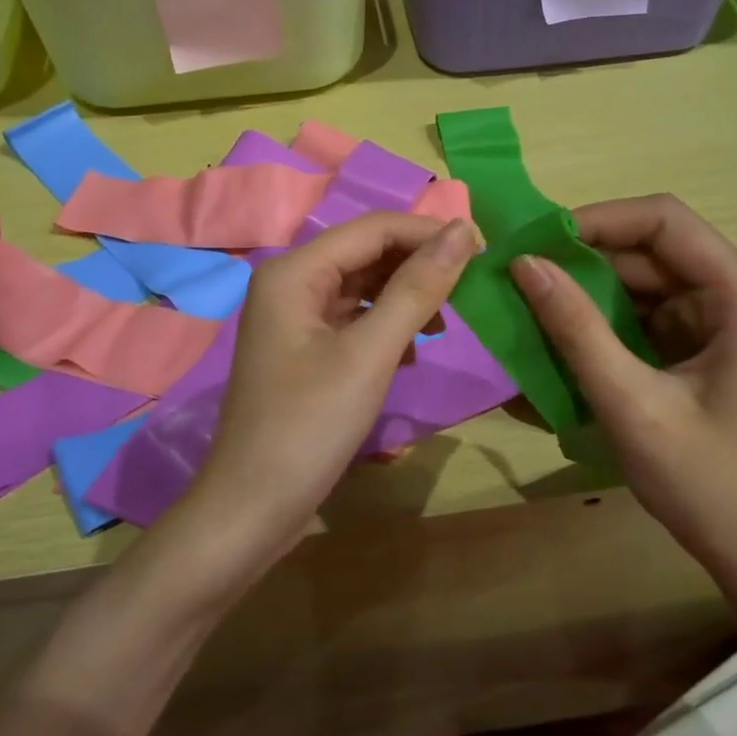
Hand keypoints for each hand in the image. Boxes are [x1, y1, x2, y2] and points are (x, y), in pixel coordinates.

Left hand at [178, 213, 476, 578]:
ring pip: (362, 288)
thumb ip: (416, 289)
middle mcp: (290, 283)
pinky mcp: (304, 351)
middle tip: (472, 288)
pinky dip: (386, 328)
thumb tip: (462, 231)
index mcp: (294, 272)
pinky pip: (353, 321)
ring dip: (405, 298)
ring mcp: (294, 319)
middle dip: (417, 266)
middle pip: (366, 254)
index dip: (428, 233)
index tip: (483, 249)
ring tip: (444, 325)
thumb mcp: (370, 354)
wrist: (253, 507)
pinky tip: (411, 354)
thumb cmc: (309, 426)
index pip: (373, 228)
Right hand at [510, 195, 736, 593]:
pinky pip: (642, 306)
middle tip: (521, 272)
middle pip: (651, 246)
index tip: (538, 242)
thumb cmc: (700, 479)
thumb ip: (576, 329)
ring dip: (587, 285)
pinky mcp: (699, 339)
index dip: (598, 220)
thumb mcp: (629, 402)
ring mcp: (720, 316)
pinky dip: (600, 314)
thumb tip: (524, 264)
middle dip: (584, 257)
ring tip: (530, 298)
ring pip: (641, 275)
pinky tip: (561, 329)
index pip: (666, 221)